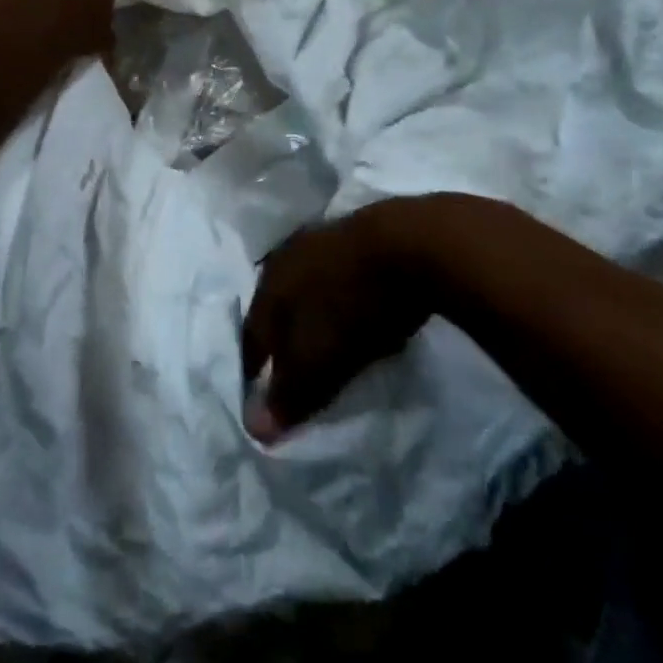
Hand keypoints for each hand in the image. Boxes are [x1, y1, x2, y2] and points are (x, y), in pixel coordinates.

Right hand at [241, 200, 441, 443]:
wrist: (411, 243)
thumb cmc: (353, 307)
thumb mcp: (319, 361)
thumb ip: (287, 395)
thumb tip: (254, 429)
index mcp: (268, 286)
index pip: (251, 335)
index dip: (253, 367)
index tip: (257, 393)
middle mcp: (286, 258)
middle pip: (276, 307)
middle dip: (282, 337)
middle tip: (292, 367)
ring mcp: (321, 240)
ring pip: (305, 286)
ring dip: (311, 313)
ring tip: (325, 339)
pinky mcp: (357, 233)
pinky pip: (336, 274)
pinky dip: (339, 295)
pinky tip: (354, 307)